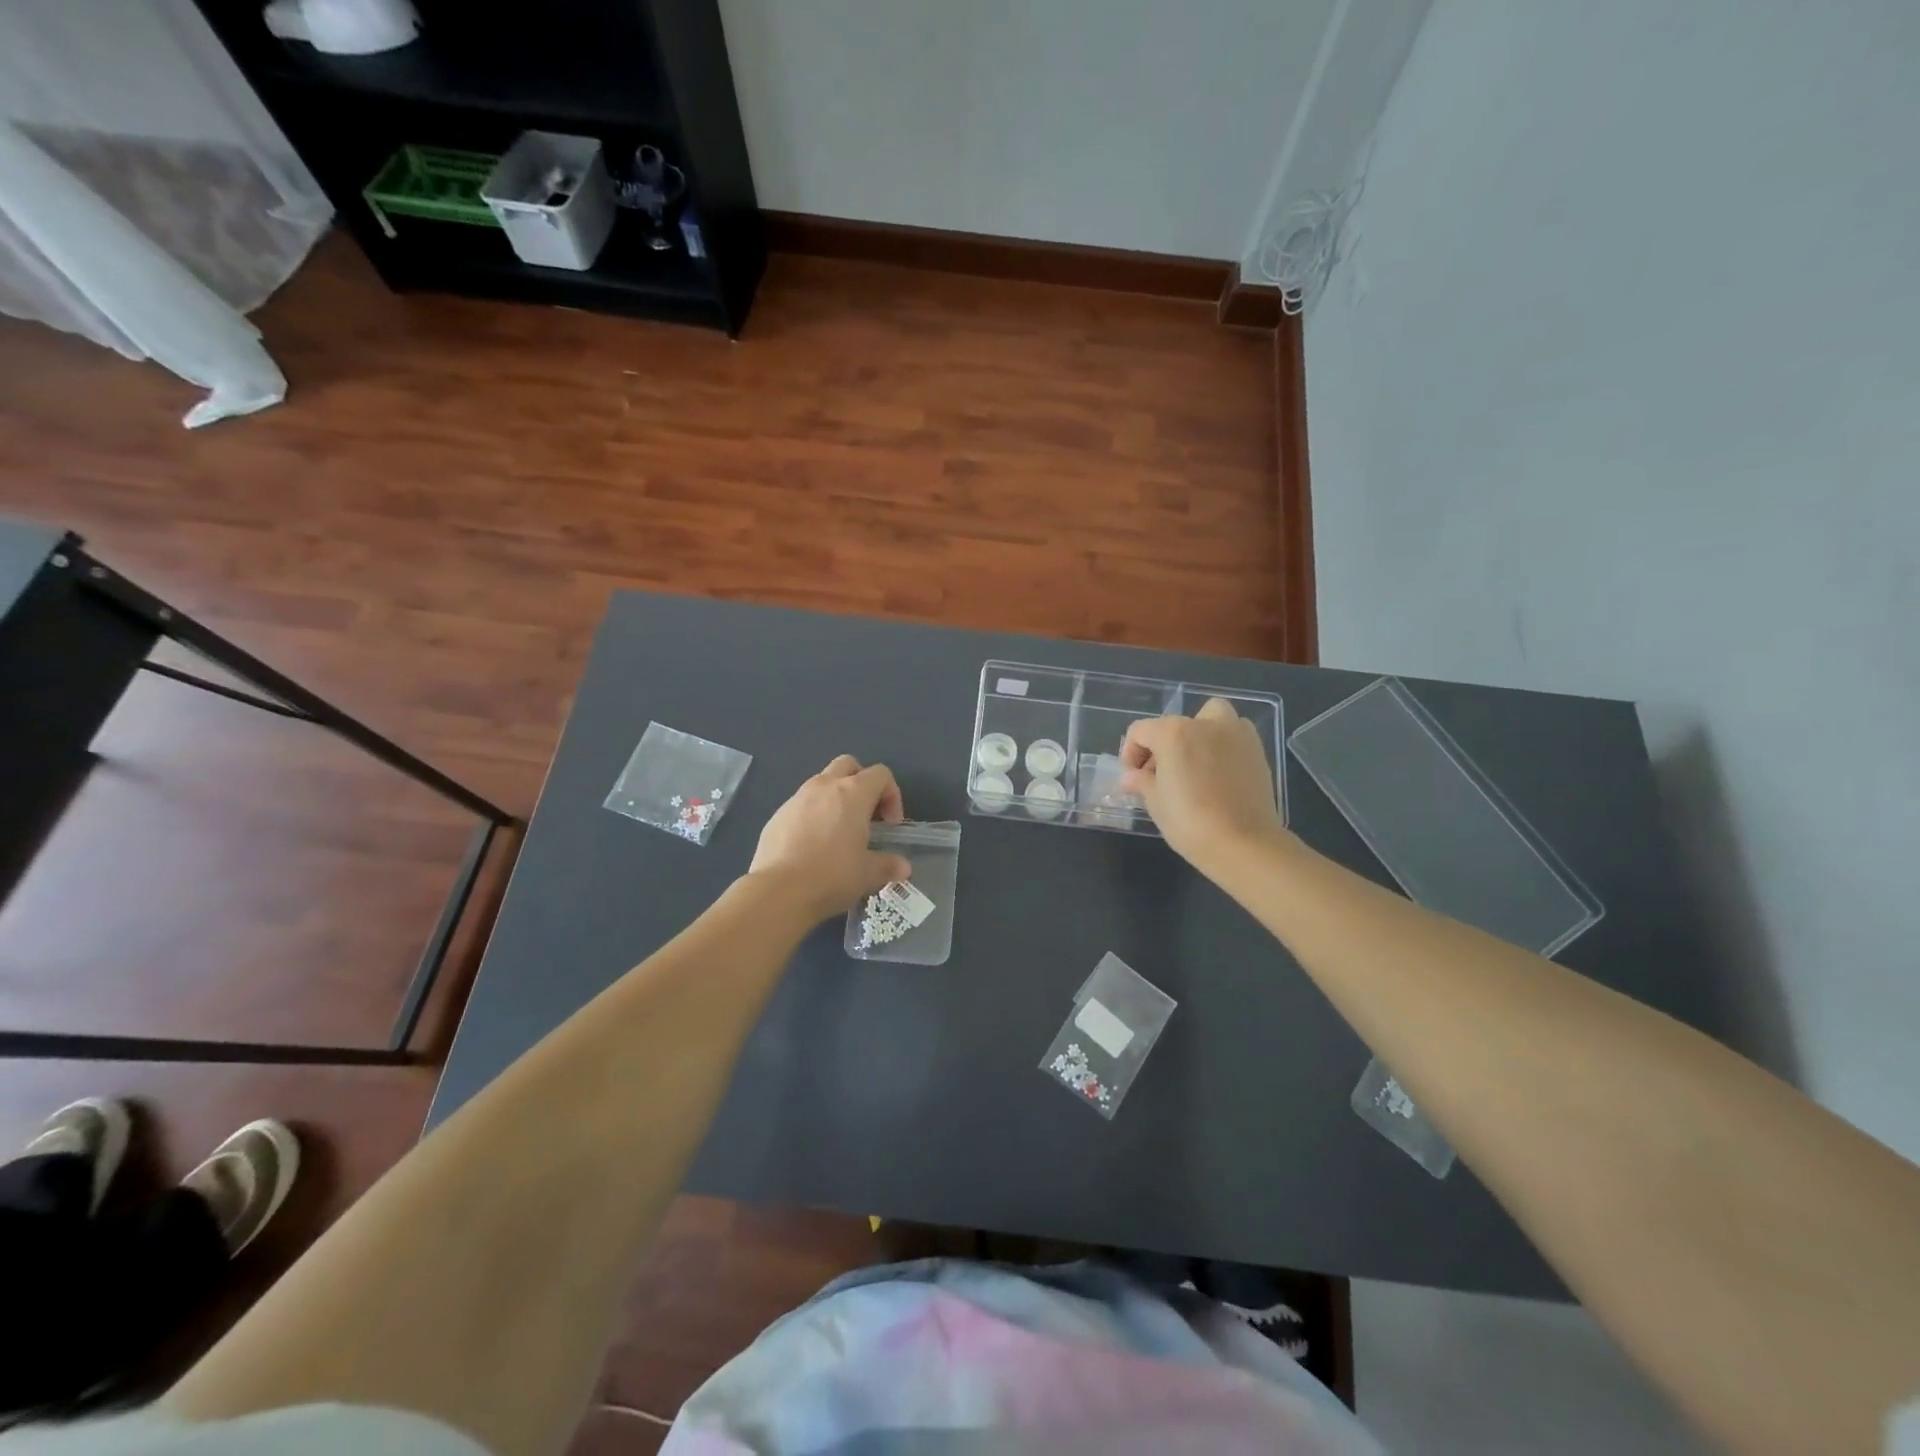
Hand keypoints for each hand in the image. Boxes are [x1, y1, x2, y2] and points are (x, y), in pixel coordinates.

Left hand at [749, 755, 911, 919]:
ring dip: (835, 799)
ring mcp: (796, 799)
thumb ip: (888, 865)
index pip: (880, 774)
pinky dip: (812, 816)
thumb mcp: (868, 874)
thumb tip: (903, 867)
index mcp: (853, 793)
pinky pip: (801, 805)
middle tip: (866, 815)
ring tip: (838, 833)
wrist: (779, 892)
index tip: (891, 825)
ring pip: (821, 783)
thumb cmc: (832, 876)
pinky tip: (812, 847)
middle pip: (848, 765)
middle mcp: (824, 786)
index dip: (892, 795)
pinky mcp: (777, 816)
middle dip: (861, 783)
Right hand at [1120, 698, 1286, 875]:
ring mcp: (1237, 735)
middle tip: (1161, 773)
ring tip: (1194, 766)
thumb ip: (1141, 782)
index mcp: (1174, 733)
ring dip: (1199, 734)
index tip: (1133, 778)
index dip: (1130, 753)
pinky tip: (1217, 776)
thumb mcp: (1156, 803)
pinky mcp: (1258, 752)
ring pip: (1213, 718)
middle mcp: (1206, 725)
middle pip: (1176, 723)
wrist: (1244, 845)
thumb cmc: (1190, 822)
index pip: (1141, 731)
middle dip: (1164, 743)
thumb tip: (1131, 778)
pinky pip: (1234, 737)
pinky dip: (1223, 747)